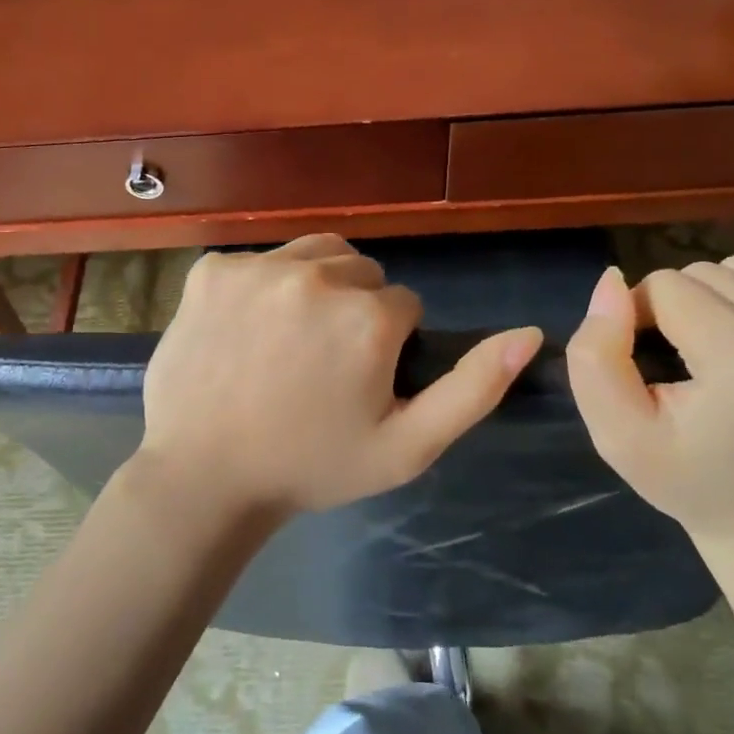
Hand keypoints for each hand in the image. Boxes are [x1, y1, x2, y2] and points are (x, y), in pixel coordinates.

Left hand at [136, 235, 542, 514]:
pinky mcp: (211, 269)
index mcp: (368, 317)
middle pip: (361, 272)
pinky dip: (261, 288)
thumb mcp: (407, 447)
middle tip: (323, 365)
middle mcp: (316, 275)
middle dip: (356, 309)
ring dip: (315, 287)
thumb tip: (531, 333)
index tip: (358, 382)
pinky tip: (245, 333)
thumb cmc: (311, 467)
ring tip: (291, 341)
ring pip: (314, 255)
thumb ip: (473, 388)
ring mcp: (256, 267)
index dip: (388, 346)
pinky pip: (258, 262)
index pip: (404, 305)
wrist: (203, 478)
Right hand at [566, 255, 733, 551]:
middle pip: (714, 272)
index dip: (642, 318)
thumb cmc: (687, 478)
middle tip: (692, 363)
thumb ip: (595, 353)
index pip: (667, 287)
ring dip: (732, 303)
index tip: (651, 362)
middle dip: (686, 308)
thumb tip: (614, 282)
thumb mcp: (615, 431)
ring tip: (733, 356)